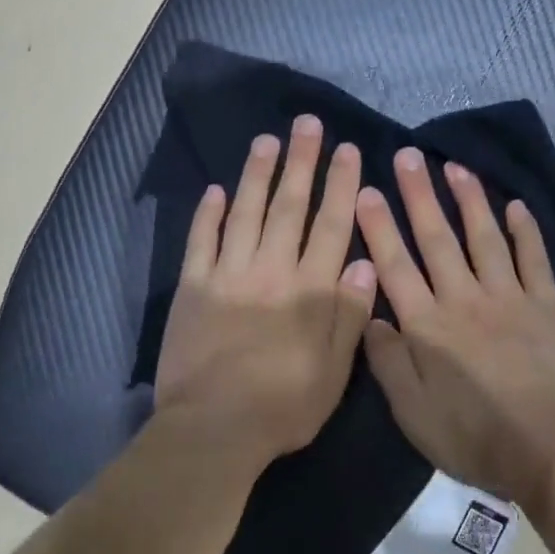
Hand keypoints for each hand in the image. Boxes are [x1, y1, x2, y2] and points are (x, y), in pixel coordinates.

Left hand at [155, 116, 378, 461]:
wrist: (213, 429)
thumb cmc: (283, 406)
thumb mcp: (334, 371)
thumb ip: (349, 315)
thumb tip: (362, 262)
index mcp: (310, 291)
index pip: (331, 226)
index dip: (341, 186)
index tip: (348, 151)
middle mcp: (270, 271)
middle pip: (289, 207)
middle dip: (301, 163)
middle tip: (308, 124)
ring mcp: (227, 275)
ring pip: (245, 213)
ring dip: (257, 175)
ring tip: (267, 141)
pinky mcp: (192, 288)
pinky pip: (201, 241)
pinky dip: (208, 214)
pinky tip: (215, 190)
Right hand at [354, 148, 554, 508]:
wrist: (551, 448)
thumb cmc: (474, 437)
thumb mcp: (413, 413)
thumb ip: (388, 363)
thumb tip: (370, 319)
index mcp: (427, 326)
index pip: (395, 266)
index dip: (378, 227)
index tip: (366, 191)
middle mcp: (464, 299)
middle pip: (437, 239)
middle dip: (418, 195)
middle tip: (406, 156)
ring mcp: (509, 297)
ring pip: (484, 238)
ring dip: (469, 200)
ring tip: (454, 166)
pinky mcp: (546, 305)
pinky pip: (533, 258)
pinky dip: (525, 230)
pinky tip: (515, 205)